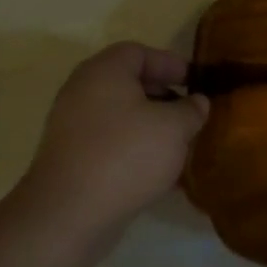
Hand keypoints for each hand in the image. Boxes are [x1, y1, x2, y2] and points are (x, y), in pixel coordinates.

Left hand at [0, 43, 209, 266]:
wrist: (69, 214)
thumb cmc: (126, 155)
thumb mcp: (174, 127)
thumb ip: (192, 110)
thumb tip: (197, 103)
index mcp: (104, 72)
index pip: (140, 52)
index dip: (172, 64)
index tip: (197, 84)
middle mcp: (83, 91)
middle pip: (129, 83)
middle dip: (165, 97)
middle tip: (191, 115)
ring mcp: (72, 126)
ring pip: (121, 115)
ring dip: (151, 126)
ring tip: (180, 145)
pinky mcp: (71, 158)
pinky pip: (110, 142)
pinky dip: (134, 149)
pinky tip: (159, 172)